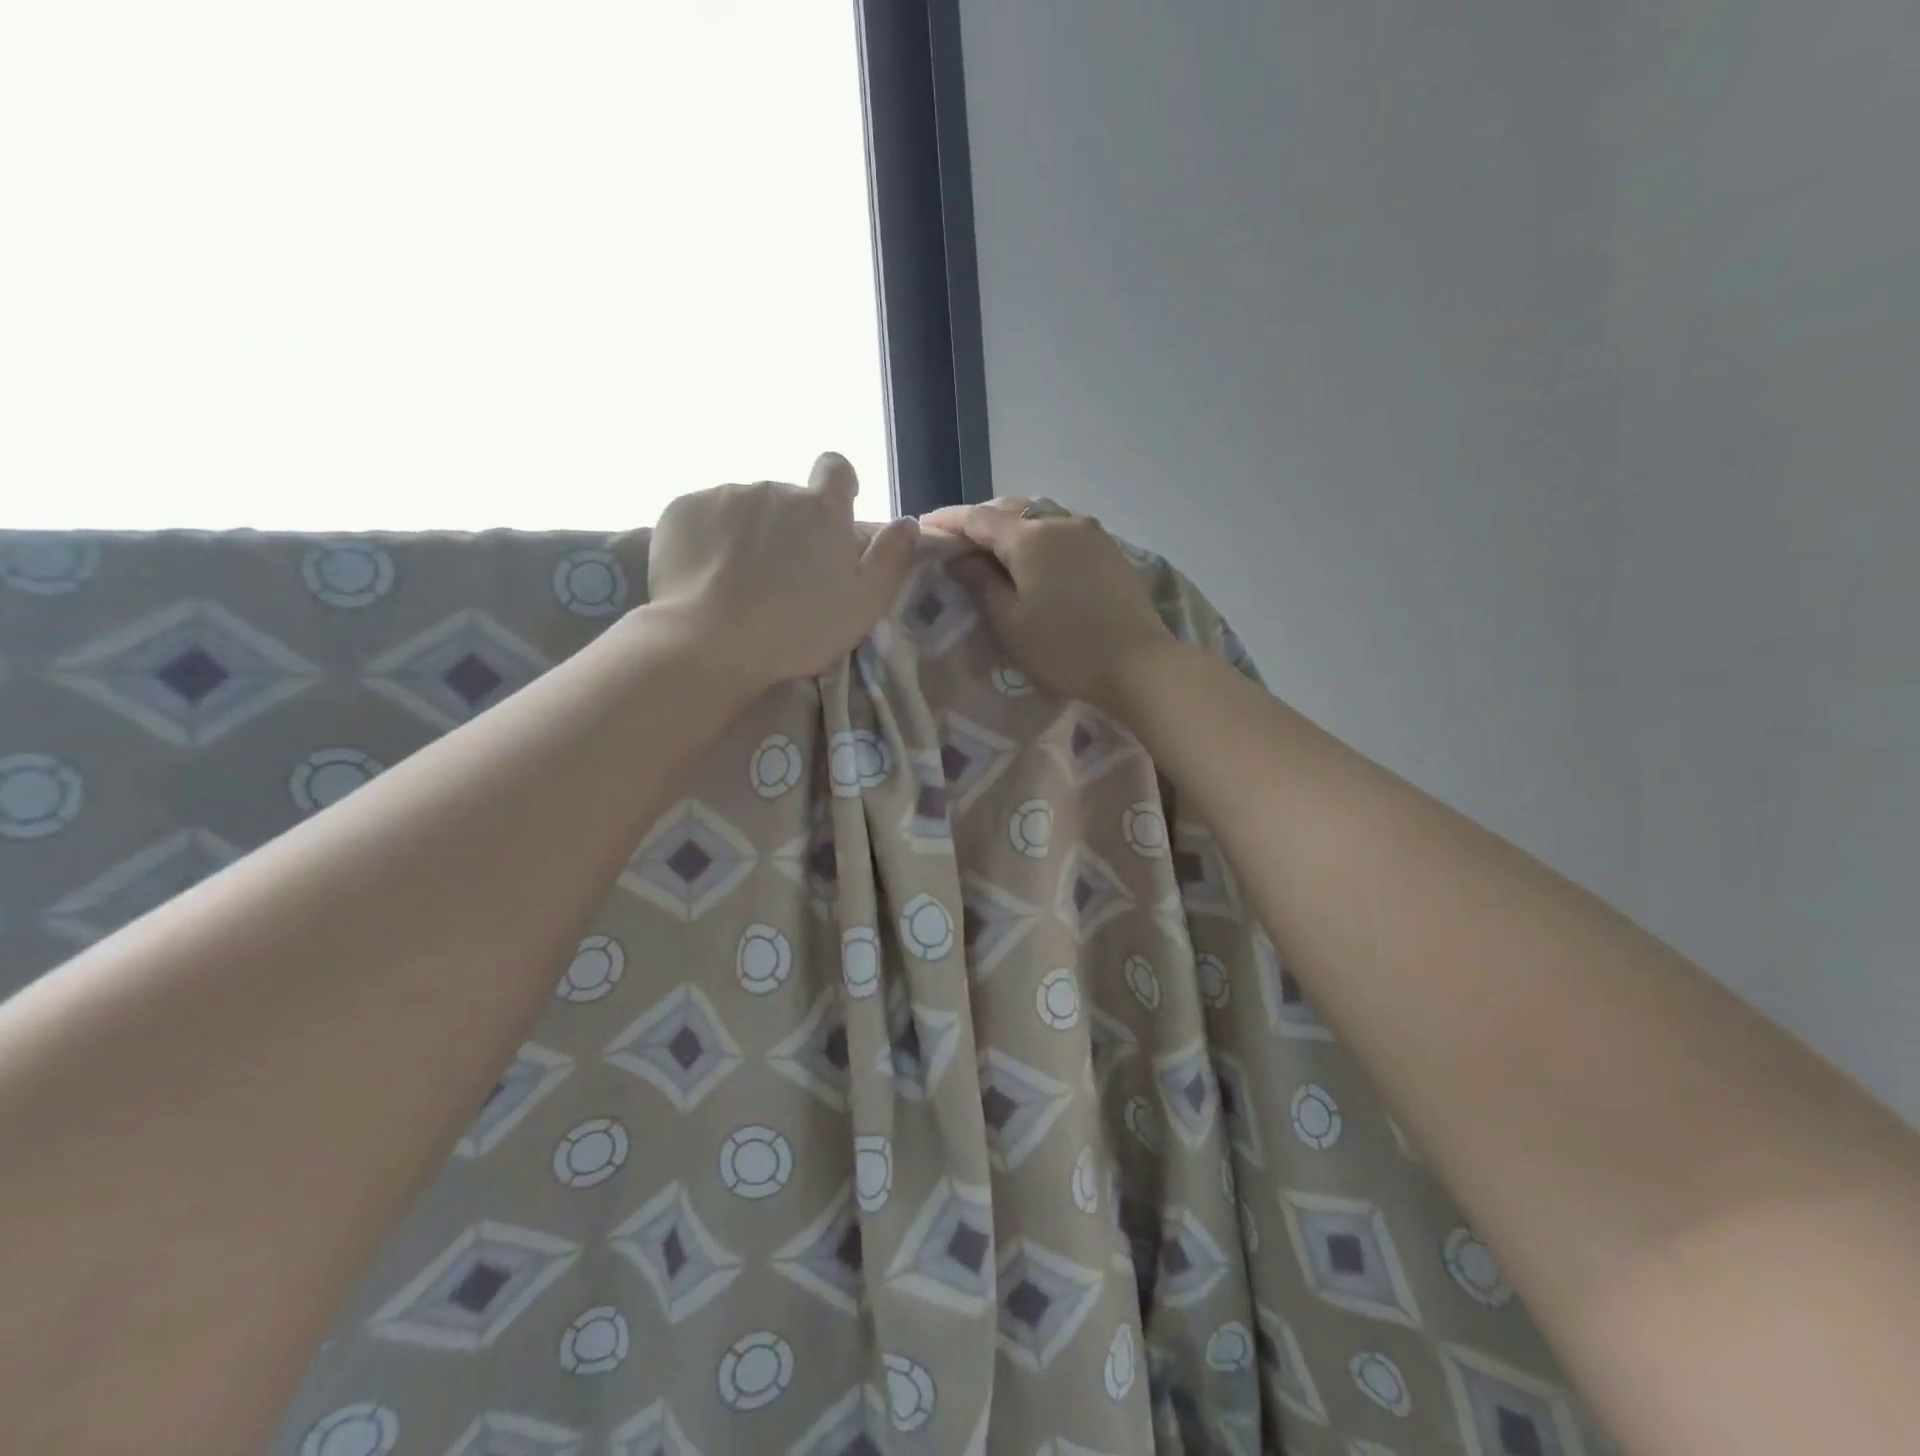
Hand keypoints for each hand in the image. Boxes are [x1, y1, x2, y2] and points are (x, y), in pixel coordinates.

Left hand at [646, 454, 918, 684]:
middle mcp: (775, 488)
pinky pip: (703, 516)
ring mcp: (724, 495)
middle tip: (782, 577)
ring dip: (748, 533)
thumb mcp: (863, 605)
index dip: (837, 487)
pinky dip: (709, 539)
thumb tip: (908, 523)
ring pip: (744, 508)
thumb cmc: (798, 630)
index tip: (829, 520)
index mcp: (821, 509)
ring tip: (739, 581)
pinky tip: (706, 575)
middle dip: (788, 527)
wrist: (710, 643)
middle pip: (787, 498)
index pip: (836, 468)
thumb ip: (891, 559)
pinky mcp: (682, 510)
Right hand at [921, 498, 1178, 709]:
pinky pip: (1062, 531)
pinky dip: (1038, 539)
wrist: (1138, 665)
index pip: (977, 518)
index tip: (923, 527)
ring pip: (1039, 518)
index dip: (948, 521)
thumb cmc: (1064, 649)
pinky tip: (1033, 561)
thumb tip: (960, 559)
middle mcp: (1060, 521)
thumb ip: (981, 583)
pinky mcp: (1109, 550)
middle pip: (1010, 511)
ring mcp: (1090, 533)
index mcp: (1030, 537)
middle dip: (979, 523)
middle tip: (955, 544)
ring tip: (991, 552)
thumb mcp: (1010, 622)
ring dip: (1011, 529)